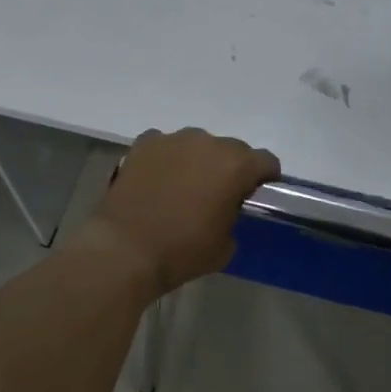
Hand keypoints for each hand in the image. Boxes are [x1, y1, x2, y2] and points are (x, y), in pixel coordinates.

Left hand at [79, 128, 279, 297]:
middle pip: (232, 149)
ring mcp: (173, 140)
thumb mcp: (225, 245)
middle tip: (219, 194)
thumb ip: (233, 217)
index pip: (266, 161)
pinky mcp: (144, 144)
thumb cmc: (181, 251)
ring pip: (197, 144)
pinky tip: (157, 179)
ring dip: (198, 160)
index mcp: (236, 166)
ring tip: (184, 186)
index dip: (265, 177)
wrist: (125, 249)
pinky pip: (165, 145)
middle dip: (231, 168)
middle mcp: (208, 143)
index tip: (256, 194)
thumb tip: (225, 209)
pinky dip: (166, 158)